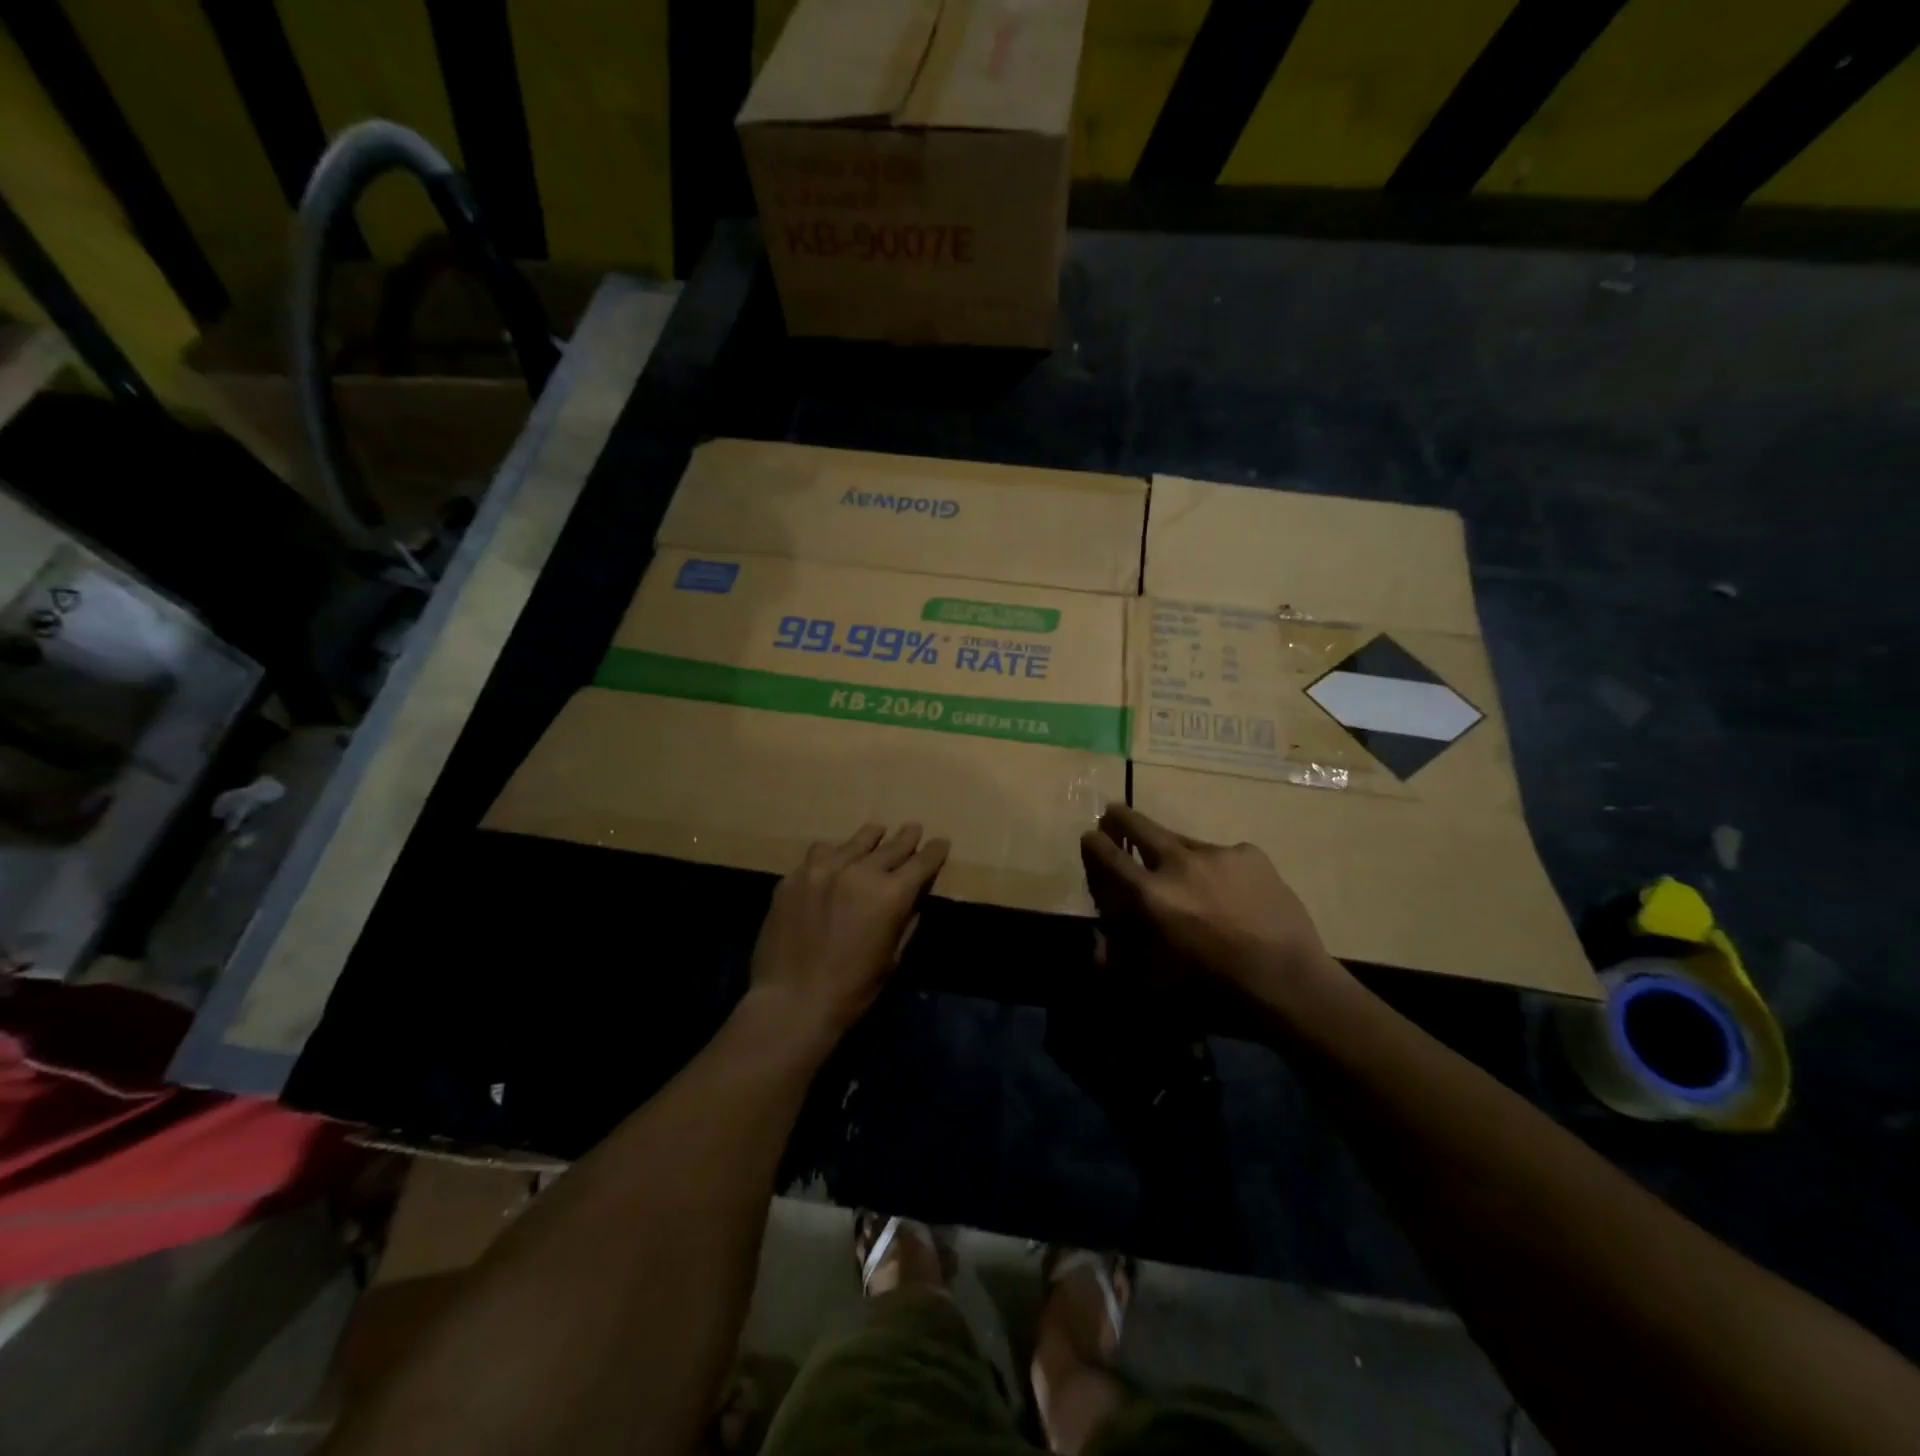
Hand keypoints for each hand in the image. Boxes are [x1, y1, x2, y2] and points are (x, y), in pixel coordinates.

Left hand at [748, 823, 948, 1047]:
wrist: (792, 1001)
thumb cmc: (852, 989)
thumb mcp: (893, 957)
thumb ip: (907, 920)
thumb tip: (914, 896)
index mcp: (891, 894)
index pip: (922, 862)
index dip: (934, 851)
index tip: (940, 842)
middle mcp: (860, 871)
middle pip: (891, 846)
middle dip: (906, 838)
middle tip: (913, 828)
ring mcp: (823, 869)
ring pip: (854, 842)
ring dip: (870, 838)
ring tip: (876, 832)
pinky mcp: (795, 876)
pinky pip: (819, 854)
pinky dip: (833, 854)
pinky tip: (832, 858)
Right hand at [1079, 805, 1351, 1014]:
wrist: (1288, 982)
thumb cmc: (1214, 988)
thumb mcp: (1155, 981)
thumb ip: (1118, 960)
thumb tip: (1095, 945)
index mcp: (1149, 894)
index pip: (1107, 854)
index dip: (1093, 843)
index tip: (1090, 837)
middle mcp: (1177, 862)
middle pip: (1137, 824)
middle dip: (1119, 818)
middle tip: (1114, 818)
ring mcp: (1216, 853)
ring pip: (1181, 840)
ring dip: (1173, 851)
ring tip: (1186, 875)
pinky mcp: (1249, 853)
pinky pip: (1222, 855)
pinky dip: (1217, 869)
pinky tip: (1232, 893)